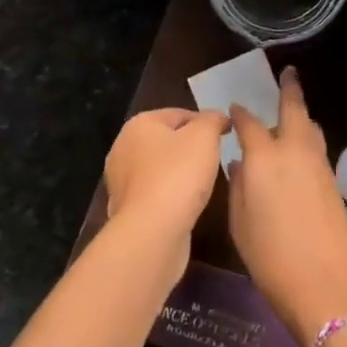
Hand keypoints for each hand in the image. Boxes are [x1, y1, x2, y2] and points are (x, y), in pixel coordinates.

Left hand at [103, 108, 229, 259]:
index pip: (179, 114)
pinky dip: (169, 195)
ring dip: (180, 173)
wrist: (152, 232)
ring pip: (160, 168)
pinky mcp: (125, 209)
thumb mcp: (204, 136)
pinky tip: (185, 204)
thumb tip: (217, 117)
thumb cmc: (179, 175)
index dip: (205, 122)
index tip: (226, 135)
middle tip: (215, 158)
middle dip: (190, 148)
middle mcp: (123, 148)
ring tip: (203, 183)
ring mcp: (120, 181)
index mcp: (139, 124)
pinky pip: (154, 193)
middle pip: (167, 140)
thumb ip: (212, 120)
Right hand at [229, 67, 346, 342]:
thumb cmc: (270, 257)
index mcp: (264, 158)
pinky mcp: (334, 181)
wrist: (325, 284)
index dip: (240, 114)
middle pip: (294, 110)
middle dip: (290, 89)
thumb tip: (241, 164)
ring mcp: (319, 164)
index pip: (249, 124)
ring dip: (300, 116)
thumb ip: (238, 187)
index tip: (234, 109)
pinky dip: (307, 139)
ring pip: (310, 128)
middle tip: (288, 73)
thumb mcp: (239, 223)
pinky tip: (299, 151)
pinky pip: (317, 148)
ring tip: (291, 113)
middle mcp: (293, 151)